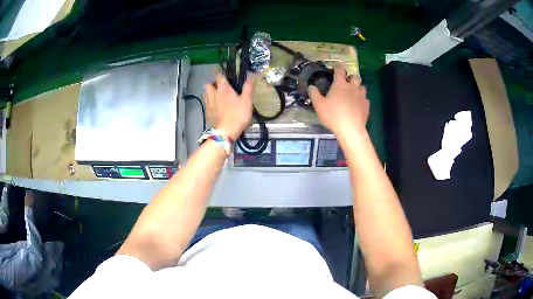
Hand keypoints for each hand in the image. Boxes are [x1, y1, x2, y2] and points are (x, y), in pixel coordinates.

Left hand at [204, 73, 254, 139]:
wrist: (225, 132)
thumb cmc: (238, 115)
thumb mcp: (247, 101)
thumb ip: (248, 87)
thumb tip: (252, 74)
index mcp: (223, 89)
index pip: (218, 76)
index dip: (220, 73)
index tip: (223, 73)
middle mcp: (213, 94)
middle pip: (208, 84)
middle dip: (212, 83)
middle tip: (220, 87)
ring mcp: (208, 104)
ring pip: (205, 94)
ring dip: (209, 92)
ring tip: (217, 96)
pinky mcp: (207, 113)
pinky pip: (206, 104)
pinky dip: (210, 103)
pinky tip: (216, 107)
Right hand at [309, 65, 368, 135]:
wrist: (351, 129)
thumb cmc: (333, 115)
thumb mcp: (319, 105)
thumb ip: (314, 94)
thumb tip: (311, 86)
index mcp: (340, 84)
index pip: (340, 70)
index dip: (337, 67)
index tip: (334, 69)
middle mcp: (353, 87)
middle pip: (355, 76)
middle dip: (350, 77)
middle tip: (345, 83)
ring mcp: (361, 96)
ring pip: (362, 86)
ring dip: (357, 87)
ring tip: (352, 93)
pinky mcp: (367, 106)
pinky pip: (365, 99)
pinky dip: (361, 99)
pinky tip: (357, 105)